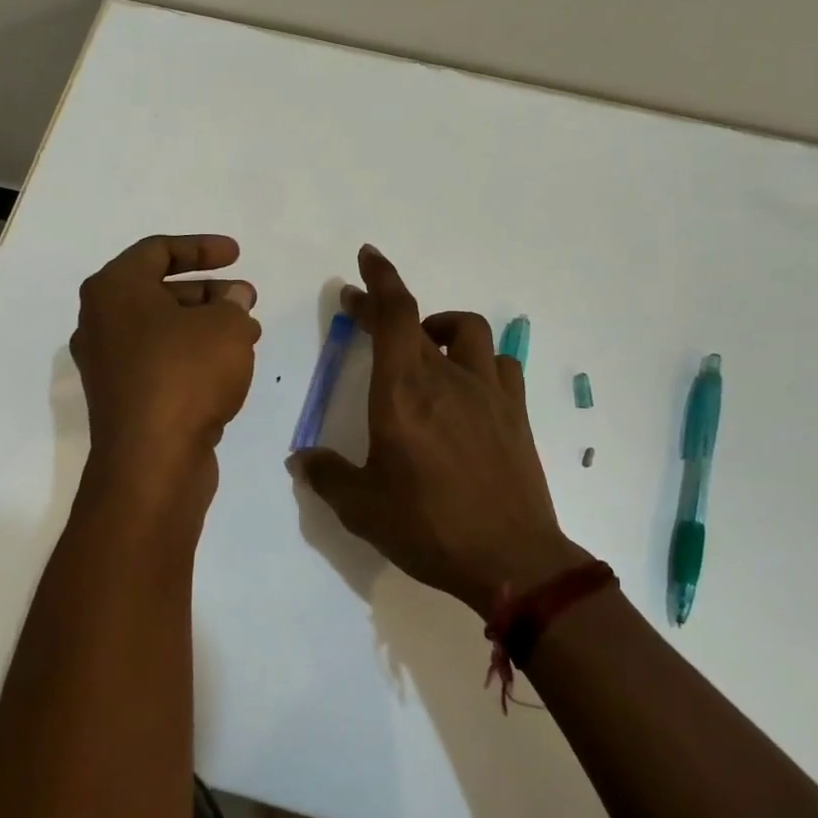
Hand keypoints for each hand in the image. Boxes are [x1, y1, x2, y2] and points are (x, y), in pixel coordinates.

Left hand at [72, 235, 261, 473]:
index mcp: (114, 290)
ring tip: (249, 333)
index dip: (201, 247)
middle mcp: (101, 322)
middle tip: (246, 298)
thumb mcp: (226, 326)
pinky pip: (160, 361)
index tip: (236, 255)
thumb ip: (233, 303)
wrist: (152, 460)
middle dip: (209, 292)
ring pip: (163, 329)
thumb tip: (232, 300)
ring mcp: (108, 364)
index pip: (158, 250)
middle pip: (159, 291)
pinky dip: (193, 355)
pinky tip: (229, 366)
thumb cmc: (185, 375)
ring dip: (206, 325)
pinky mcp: (122, 398)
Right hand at [290, 245, 587, 616]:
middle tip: (363, 310)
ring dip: (441, 326)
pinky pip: (500, 364)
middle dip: (387, 307)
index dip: (379, 279)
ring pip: (468, 331)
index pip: (394, 314)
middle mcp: (446, 378)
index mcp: (403, 393)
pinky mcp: (516, 412)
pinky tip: (470, 384)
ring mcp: (487, 392)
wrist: (513, 560)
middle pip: (418, 319)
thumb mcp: (363, 509)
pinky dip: (480, 360)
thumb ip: (328, 476)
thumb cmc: (430, 528)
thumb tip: (302, 459)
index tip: (366, 258)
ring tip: (425, 346)